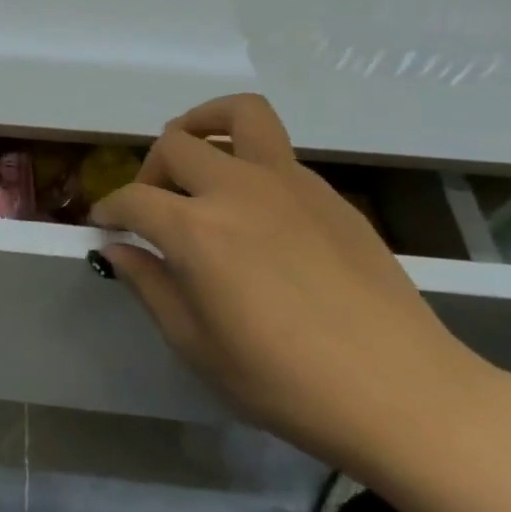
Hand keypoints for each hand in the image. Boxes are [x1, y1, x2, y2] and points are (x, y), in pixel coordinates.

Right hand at [91, 94, 492, 470]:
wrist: (406, 396)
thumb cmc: (287, 383)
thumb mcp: (198, 346)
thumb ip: (149, 286)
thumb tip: (116, 250)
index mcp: (197, 230)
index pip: (132, 199)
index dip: (109, 210)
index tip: (104, 225)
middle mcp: (237, 190)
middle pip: (175, 145)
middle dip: (150, 171)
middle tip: (154, 207)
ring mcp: (289, 184)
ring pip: (237, 116)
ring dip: (204, 126)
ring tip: (198, 160)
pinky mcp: (329, 194)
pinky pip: (276, 153)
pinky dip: (249, 162)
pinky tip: (256, 211)